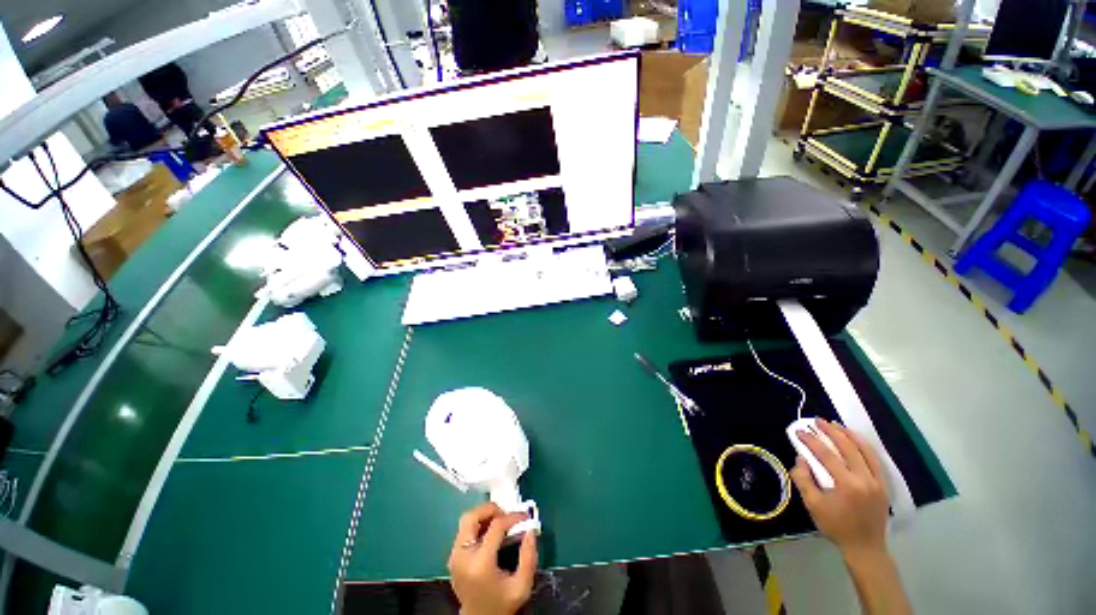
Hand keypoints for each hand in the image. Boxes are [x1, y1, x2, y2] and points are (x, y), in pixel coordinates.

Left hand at [448, 503, 537, 614]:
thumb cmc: (501, 605)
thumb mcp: (521, 586)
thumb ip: (529, 557)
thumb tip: (530, 530)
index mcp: (481, 563)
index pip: (496, 526)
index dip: (512, 517)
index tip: (525, 516)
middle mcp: (463, 556)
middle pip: (472, 517)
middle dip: (490, 509)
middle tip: (506, 514)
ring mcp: (455, 556)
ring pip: (466, 521)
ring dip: (483, 516)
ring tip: (499, 522)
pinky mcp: (453, 558)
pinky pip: (464, 531)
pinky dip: (478, 525)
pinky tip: (490, 533)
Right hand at [790, 419, 889, 560]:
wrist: (865, 547)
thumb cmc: (836, 526)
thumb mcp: (813, 505)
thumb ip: (804, 480)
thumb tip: (800, 458)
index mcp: (847, 485)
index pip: (827, 455)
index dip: (811, 441)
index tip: (799, 431)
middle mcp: (865, 479)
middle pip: (848, 448)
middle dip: (831, 432)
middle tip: (817, 421)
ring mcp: (877, 481)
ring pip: (865, 450)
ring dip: (849, 435)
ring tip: (836, 425)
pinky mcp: (883, 484)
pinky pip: (874, 459)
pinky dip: (864, 446)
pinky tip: (855, 440)